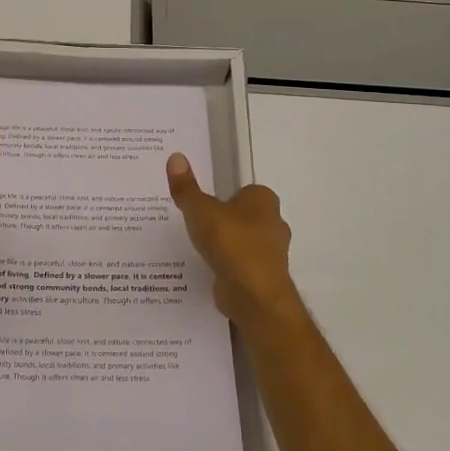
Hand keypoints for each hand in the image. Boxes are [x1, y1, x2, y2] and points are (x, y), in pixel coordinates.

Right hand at [166, 154, 304, 333]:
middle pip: (246, 216)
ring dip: (227, 246)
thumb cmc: (231, 242)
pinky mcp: (264, 277)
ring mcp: (272, 253)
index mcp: (264, 200)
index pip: (245, 191)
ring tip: (199, 248)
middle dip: (226, 221)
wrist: (253, 294)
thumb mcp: (200, 210)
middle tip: (198, 225)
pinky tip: (209, 269)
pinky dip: (229, 266)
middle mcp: (273, 223)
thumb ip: (186, 188)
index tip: (204, 205)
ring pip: (245, 242)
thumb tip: (176, 156)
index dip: (225, 196)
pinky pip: (242, 265)